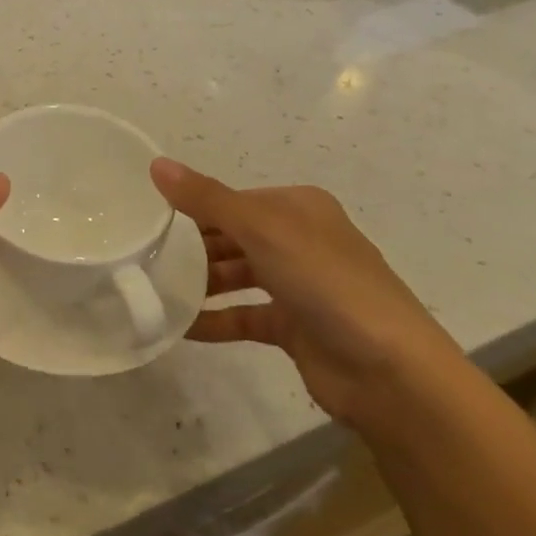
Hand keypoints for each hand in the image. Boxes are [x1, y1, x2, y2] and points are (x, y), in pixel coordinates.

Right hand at [151, 159, 466, 431]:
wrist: (390, 372)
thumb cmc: (326, 283)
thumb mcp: (261, 229)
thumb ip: (206, 198)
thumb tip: (156, 164)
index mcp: (298, 208)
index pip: (233, 200)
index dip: (193, 207)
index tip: (148, 220)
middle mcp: (300, 241)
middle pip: (233, 237)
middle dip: (192, 247)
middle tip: (145, 257)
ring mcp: (300, 286)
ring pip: (237, 276)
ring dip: (200, 283)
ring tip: (155, 290)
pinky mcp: (296, 327)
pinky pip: (244, 316)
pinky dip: (214, 320)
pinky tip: (179, 326)